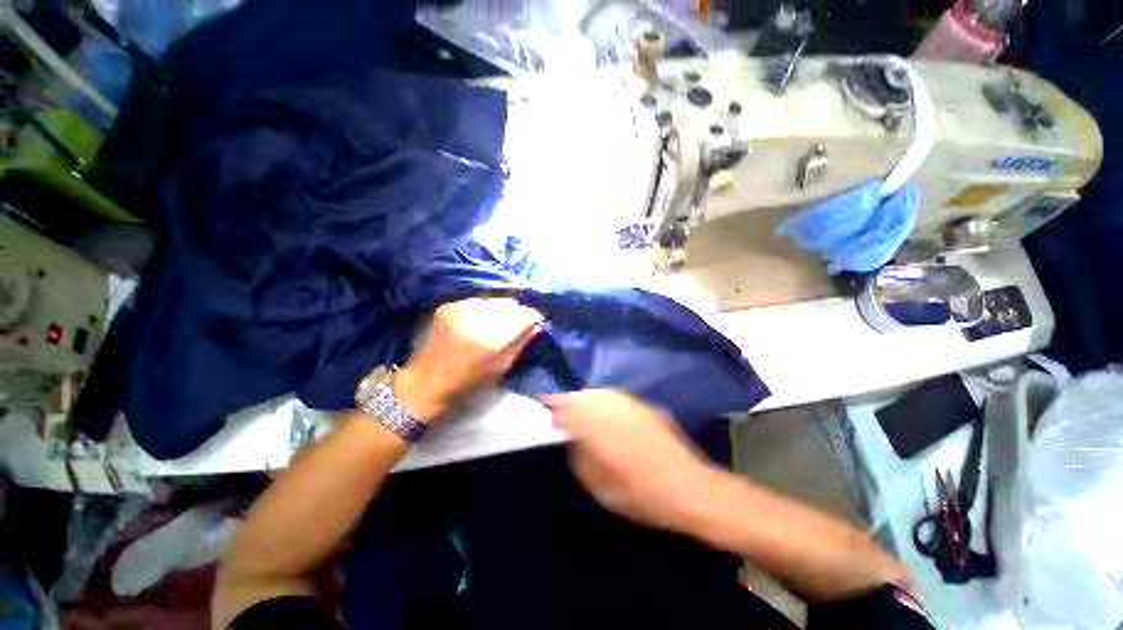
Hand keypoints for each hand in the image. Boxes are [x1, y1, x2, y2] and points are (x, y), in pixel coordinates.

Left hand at [394, 297, 543, 423]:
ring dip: (500, 309)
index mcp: (493, 337)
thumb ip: (521, 343)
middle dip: (516, 312)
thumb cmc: (468, 383)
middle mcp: (477, 317)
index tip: (534, 322)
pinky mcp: (449, 306)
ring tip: (495, 323)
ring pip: (493, 299)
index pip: (524, 314)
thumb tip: (537, 325)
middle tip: (516, 324)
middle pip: (510, 303)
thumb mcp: (502, 368)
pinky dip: (483, 309)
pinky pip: (476, 301)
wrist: (427, 383)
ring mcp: (460, 309)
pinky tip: (478, 321)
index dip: (533, 317)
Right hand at [543, 390, 720, 534]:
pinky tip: (601, 406)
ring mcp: (632, 406)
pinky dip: (602, 398)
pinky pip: (616, 395)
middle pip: (583, 396)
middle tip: (559, 408)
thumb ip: (582, 459)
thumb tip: (571, 439)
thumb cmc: (643, 496)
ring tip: (576, 405)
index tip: (547, 406)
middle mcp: (615, 412)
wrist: (690, 488)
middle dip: (568, 399)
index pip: (571, 409)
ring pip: (599, 392)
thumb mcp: (603, 489)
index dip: (556, 405)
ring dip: (584, 397)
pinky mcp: (645, 406)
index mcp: (602, 432)